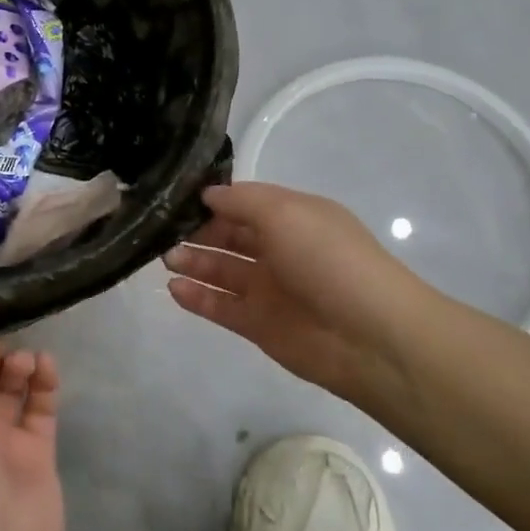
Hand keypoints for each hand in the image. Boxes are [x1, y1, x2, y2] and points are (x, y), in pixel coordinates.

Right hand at [163, 183, 434, 409]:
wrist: (368, 335)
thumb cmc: (328, 260)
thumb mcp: (286, 213)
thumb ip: (242, 201)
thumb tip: (208, 194)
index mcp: (294, 218)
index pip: (245, 203)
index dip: (213, 200)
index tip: (176, 198)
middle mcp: (280, 250)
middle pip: (230, 236)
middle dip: (197, 231)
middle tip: (162, 231)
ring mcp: (269, 290)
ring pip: (222, 272)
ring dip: (193, 263)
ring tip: (166, 259)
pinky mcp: (258, 325)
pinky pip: (220, 307)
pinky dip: (197, 298)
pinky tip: (173, 289)